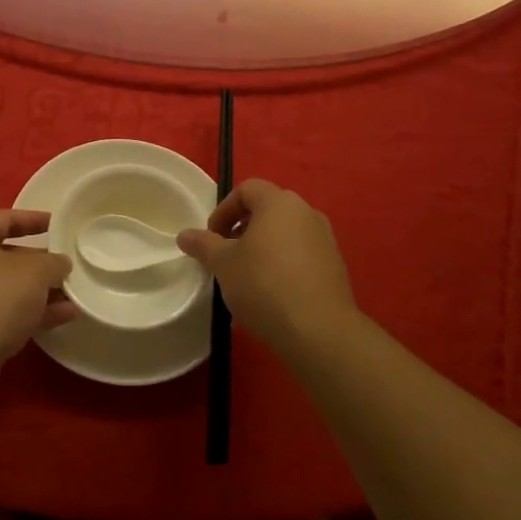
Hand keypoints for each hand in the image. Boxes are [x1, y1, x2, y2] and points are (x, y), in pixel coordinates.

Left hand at [0, 209, 75, 394]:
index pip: (3, 219)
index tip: (57, 224)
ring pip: (7, 288)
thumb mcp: (35, 271)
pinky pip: (5, 312)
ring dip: (39, 291)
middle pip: (6, 255)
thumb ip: (53, 263)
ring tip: (73, 294)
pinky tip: (64, 317)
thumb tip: (60, 264)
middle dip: (39, 262)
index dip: (32, 219)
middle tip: (66, 265)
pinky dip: (31, 313)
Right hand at [177, 179, 360, 355]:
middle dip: (243, 228)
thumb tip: (184, 235)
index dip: (224, 209)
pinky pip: (302, 255)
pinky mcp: (335, 266)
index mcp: (279, 203)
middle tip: (227, 255)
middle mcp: (306, 212)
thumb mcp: (223, 264)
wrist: (319, 330)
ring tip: (248, 277)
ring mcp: (325, 239)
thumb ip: (203, 244)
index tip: (212, 237)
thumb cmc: (264, 285)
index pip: (247, 189)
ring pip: (286, 233)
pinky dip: (283, 264)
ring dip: (264, 247)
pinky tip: (272, 294)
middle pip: (268, 210)